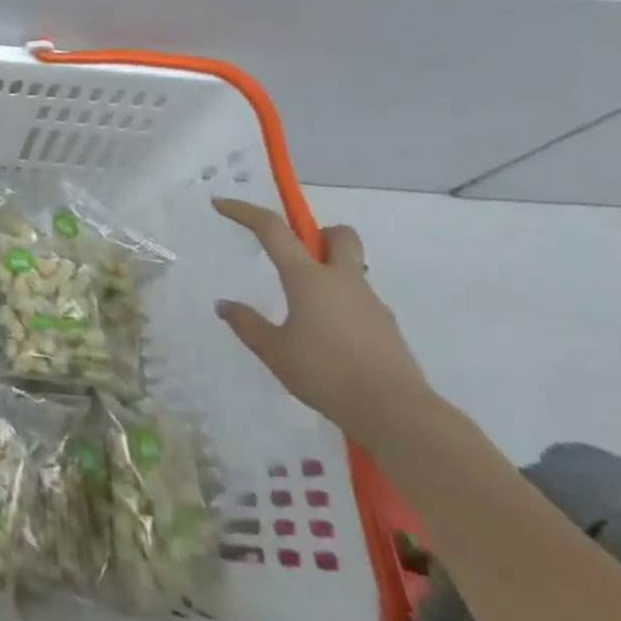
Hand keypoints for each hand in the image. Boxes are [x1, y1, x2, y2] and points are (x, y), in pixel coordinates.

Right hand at [212, 198, 433, 446]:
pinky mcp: (388, 329)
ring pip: (352, 269)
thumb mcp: (274, 351)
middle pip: (339, 235)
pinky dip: (342, 306)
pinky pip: (361, 302)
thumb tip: (224, 305)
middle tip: (295, 255)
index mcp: (308, 278)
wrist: (398, 416)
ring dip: (329, 274)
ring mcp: (371, 304)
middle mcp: (342, 280)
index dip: (244, 211)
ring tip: (305, 312)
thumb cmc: (327, 374)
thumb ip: (248, 324)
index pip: (272, 229)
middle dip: (317, 234)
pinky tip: (329, 339)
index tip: (221, 204)